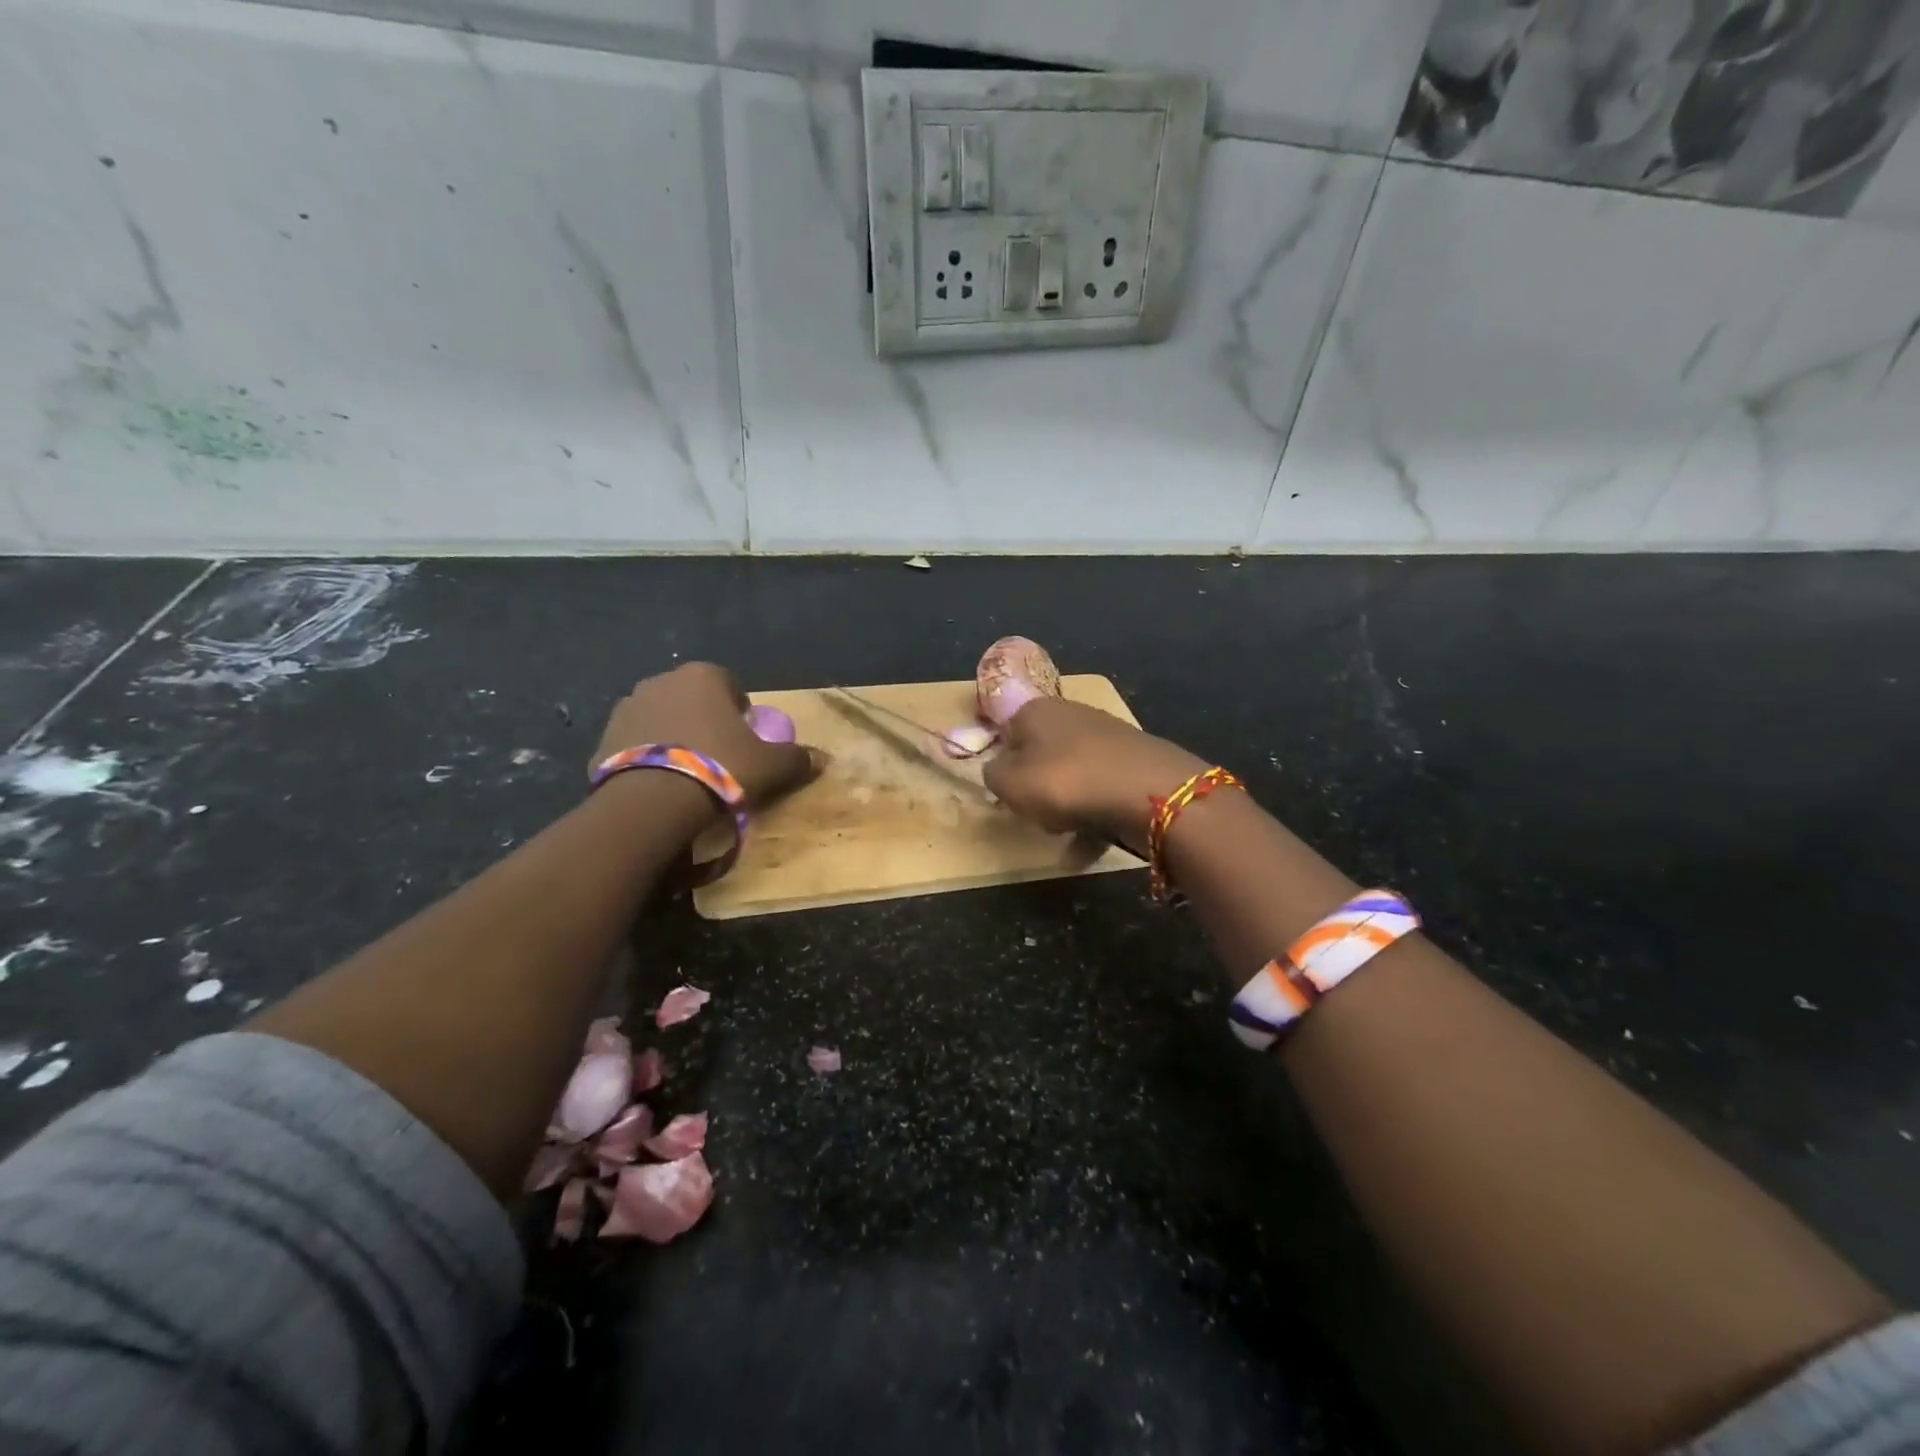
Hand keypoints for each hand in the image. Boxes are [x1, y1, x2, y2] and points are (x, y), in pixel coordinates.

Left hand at [592, 663, 822, 810]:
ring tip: (686, 773)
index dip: (740, 711)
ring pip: (661, 718)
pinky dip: (647, 757)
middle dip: (704, 720)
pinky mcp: (602, 737)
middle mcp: (662, 681)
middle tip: (718, 757)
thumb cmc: (721, 768)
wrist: (653, 801)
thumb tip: (824, 759)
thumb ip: (797, 758)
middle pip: (692, 698)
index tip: (745, 739)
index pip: (730, 684)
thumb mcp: (771, 766)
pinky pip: (635, 743)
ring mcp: (627, 707)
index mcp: (703, 676)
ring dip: (673, 736)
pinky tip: (660, 784)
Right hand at [982, 697, 1206, 853]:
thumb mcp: (1009, 783)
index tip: (1006, 792)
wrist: (1148, 792)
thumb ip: (993, 775)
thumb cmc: (1066, 782)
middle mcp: (1073, 715)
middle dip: (1038, 787)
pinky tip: (1087, 851)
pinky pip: (1102, 793)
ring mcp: (1108, 738)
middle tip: (1034, 814)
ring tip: (1062, 839)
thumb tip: (998, 769)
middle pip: (1043, 754)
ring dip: (1066, 808)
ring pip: (1074, 776)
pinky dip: (1093, 820)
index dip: (1004, 763)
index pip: (1008, 731)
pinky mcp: (1135, 764)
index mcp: (1037, 710)